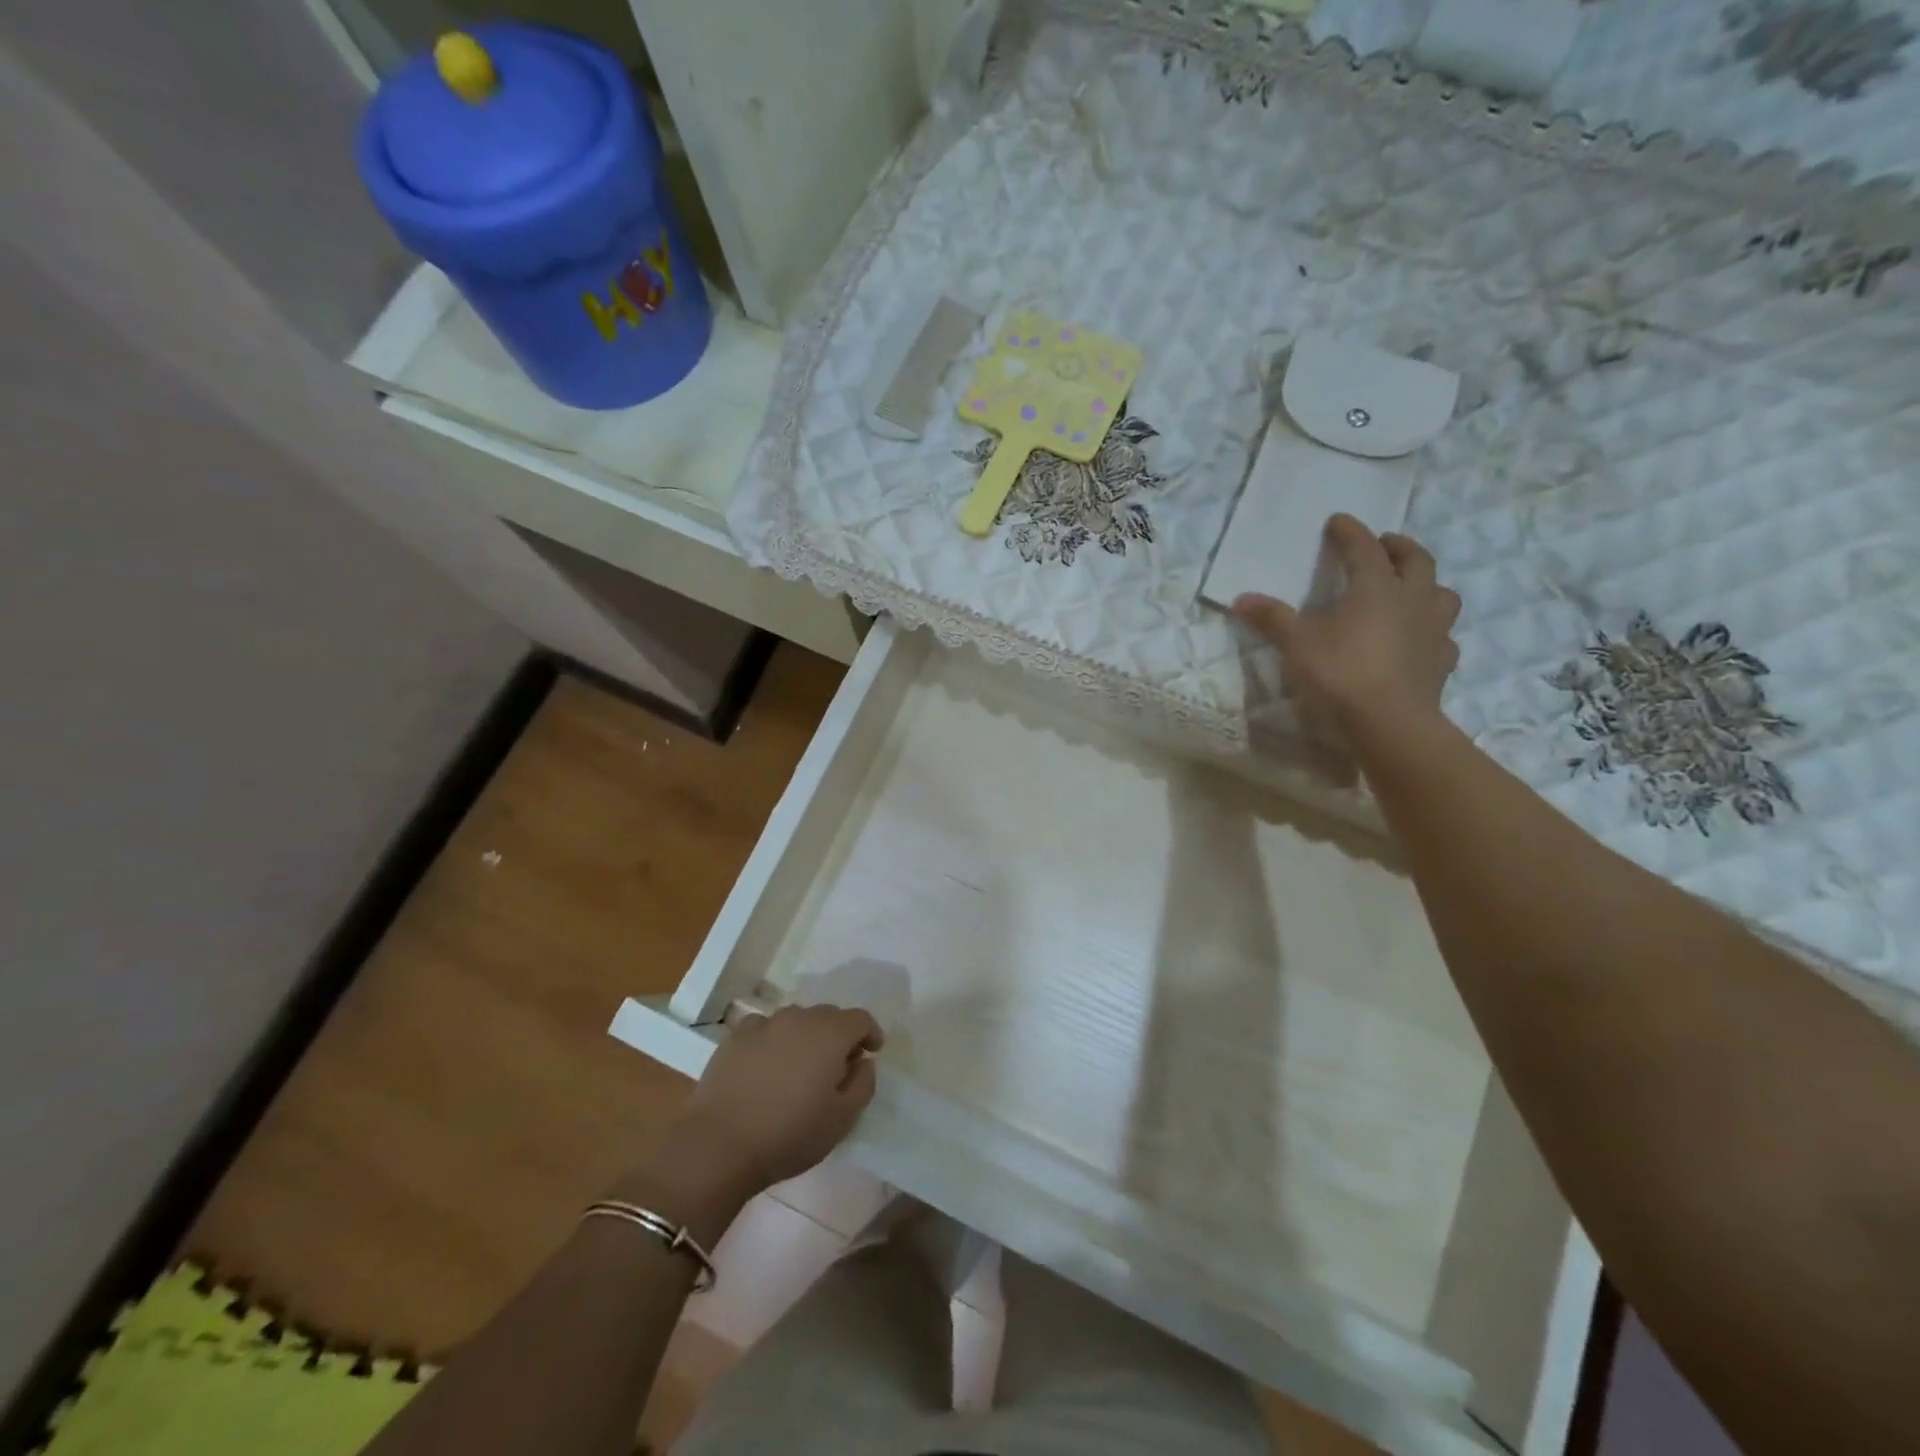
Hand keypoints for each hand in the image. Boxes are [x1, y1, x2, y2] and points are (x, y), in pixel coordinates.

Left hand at [674, 1005, 883, 1195]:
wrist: (719, 1144)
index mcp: (830, 1034)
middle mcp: (799, 1018)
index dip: (870, 1033)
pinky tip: (768, 1066)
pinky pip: (765, 1029)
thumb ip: (863, 1083)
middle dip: (839, 1035)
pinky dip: (774, 1040)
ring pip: (796, 1020)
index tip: (872, 1052)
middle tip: (837, 1065)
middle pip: (828, 1015)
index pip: (860, 1018)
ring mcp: (764, 1024)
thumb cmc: (789, 1134)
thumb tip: (862, 1061)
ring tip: (800, 1067)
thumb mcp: (842, 1119)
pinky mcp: (736, 1036)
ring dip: (806, 1036)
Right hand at [1233, 514, 1461, 736]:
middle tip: (1384, 544)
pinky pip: (1444, 637)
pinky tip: (1418, 640)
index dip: (1350, 532)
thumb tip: (1241, 599)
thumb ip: (1272, 618)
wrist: (1389, 722)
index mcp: (1376, 588)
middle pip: (1416, 560)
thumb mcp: (1296, 644)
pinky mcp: (1442, 661)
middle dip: (1399, 547)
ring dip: (1427, 585)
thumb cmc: (1340, 673)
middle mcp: (1412, 600)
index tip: (1337, 521)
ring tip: (1410, 589)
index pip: (1364, 548)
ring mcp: (1434, 630)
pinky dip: (1432, 631)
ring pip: (1442, 594)